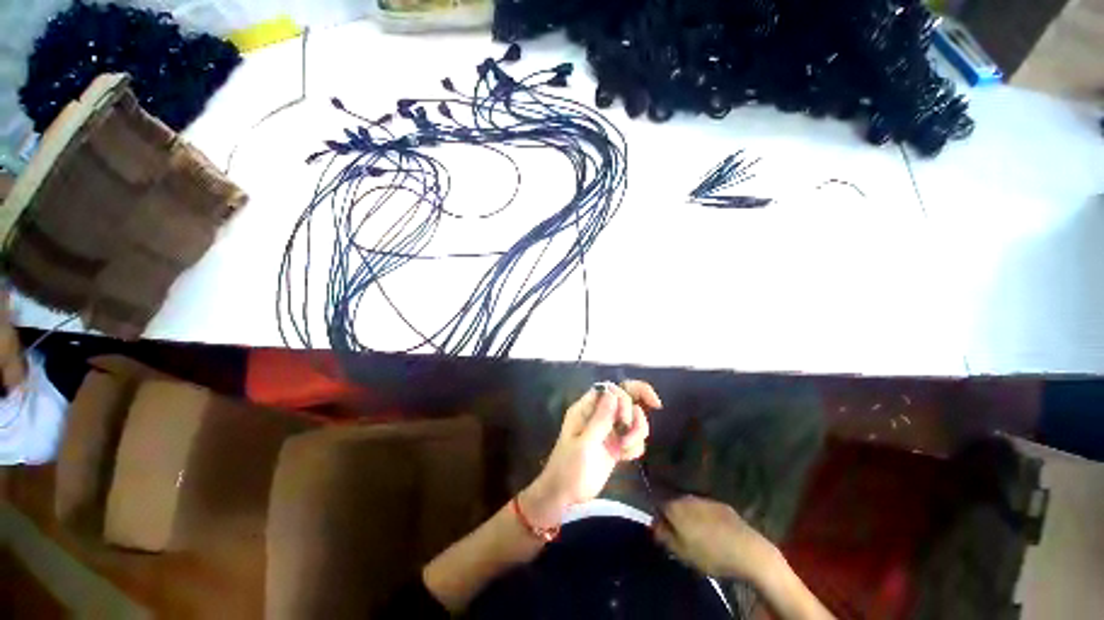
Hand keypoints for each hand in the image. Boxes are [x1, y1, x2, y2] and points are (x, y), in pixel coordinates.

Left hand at [520, 380, 661, 527]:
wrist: (565, 496)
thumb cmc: (569, 468)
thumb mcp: (584, 444)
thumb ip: (600, 419)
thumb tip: (613, 393)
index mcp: (587, 409)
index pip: (611, 389)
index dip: (627, 393)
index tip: (637, 410)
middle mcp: (600, 415)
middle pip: (627, 400)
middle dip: (634, 416)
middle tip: (626, 432)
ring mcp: (609, 430)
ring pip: (634, 419)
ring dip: (637, 433)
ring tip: (625, 449)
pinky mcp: (616, 445)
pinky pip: (635, 438)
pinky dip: (635, 446)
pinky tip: (625, 458)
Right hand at [653, 496, 781, 583]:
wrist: (747, 550)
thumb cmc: (709, 553)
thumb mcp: (680, 552)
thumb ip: (663, 536)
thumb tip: (654, 525)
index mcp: (674, 506)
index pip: (657, 505)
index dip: (658, 519)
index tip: (662, 533)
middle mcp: (687, 497)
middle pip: (674, 504)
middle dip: (674, 516)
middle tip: (679, 536)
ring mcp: (705, 499)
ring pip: (690, 506)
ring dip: (690, 517)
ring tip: (697, 535)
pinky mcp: (722, 505)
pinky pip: (706, 510)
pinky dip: (705, 518)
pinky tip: (712, 533)